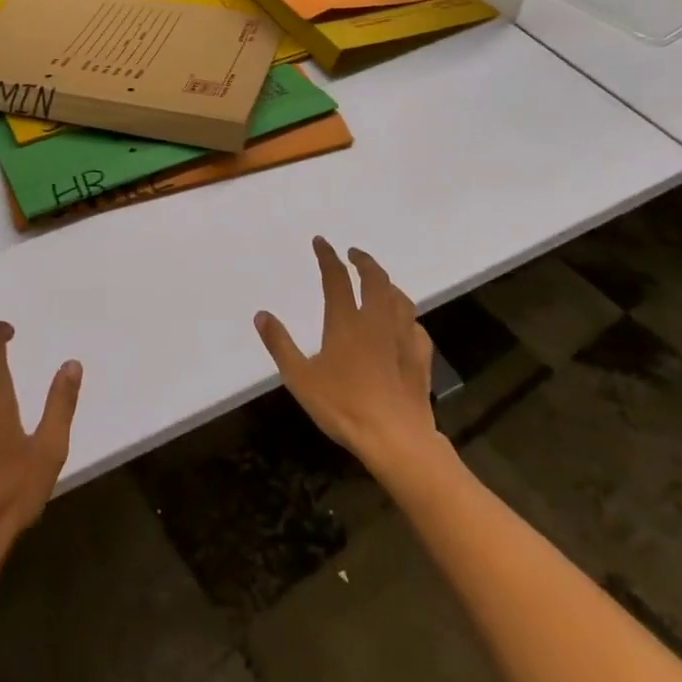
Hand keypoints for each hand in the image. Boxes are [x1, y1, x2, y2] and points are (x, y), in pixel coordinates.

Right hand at [255, 237, 438, 472]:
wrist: (396, 439)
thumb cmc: (344, 407)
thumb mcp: (300, 378)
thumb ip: (280, 344)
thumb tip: (261, 315)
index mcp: (346, 321)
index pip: (336, 277)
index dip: (328, 256)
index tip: (321, 242)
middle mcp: (377, 322)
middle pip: (375, 280)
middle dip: (364, 262)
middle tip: (354, 255)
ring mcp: (403, 339)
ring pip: (400, 299)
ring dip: (388, 284)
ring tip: (380, 283)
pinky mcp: (420, 360)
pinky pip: (417, 328)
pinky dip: (408, 318)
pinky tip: (406, 325)